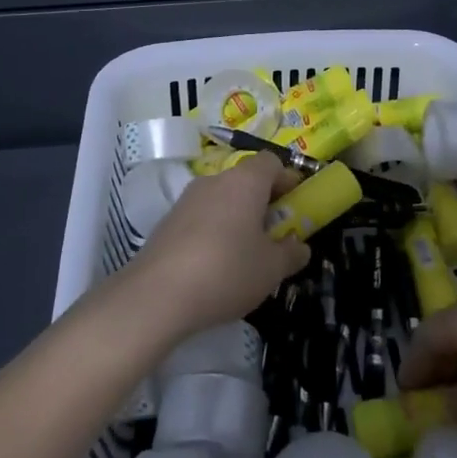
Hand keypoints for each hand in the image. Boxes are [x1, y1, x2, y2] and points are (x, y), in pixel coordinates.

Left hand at [121, 154, 309, 339]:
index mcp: (245, 181)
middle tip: (274, 234)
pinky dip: (213, 231)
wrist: (156, 295)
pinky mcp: (166, 222)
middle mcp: (214, 180)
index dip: (287, 179)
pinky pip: (200, 217)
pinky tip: (214, 265)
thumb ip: (291, 254)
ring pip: (221, 199)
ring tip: (245, 254)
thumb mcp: (272, 269)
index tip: (295, 205)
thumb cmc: (227, 271)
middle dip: (262, 202)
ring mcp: (186, 200)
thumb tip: (299, 247)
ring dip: (236, 217)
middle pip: (245, 180)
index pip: (271, 162)